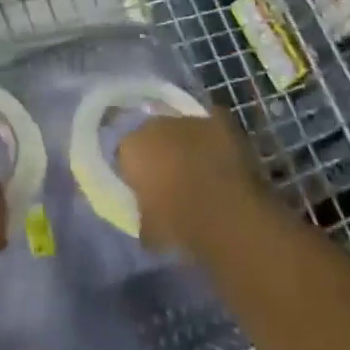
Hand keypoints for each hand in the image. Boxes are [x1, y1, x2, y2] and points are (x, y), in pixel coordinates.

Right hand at [117, 111, 269, 256]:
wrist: (223, 213)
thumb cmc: (178, 224)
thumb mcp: (149, 230)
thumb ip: (143, 215)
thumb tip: (147, 217)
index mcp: (131, 147)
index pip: (126, 154)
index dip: (136, 172)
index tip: (145, 190)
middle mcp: (155, 124)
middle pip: (153, 135)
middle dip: (160, 152)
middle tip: (171, 178)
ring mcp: (189, 120)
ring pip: (182, 128)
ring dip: (186, 143)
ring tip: (199, 170)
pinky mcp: (219, 121)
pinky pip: (212, 126)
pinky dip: (214, 139)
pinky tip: (220, 158)